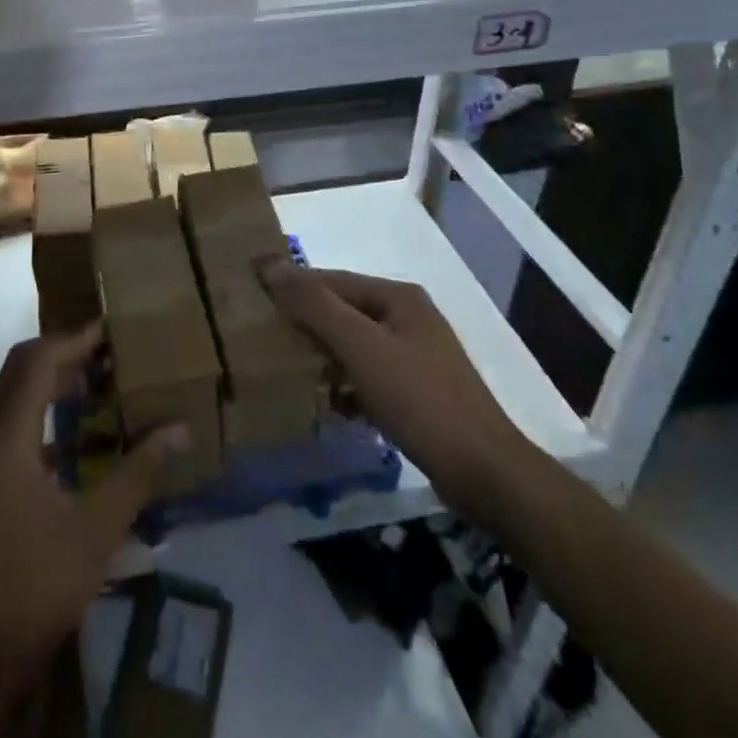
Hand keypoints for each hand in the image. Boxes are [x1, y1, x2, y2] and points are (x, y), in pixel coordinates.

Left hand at [0, 326, 185, 705]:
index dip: (74, 340)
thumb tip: (179, 428)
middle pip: (20, 372)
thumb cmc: (37, 587)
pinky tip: (81, 437)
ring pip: (15, 398)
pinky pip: (14, 426)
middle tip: (110, 352)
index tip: (112, 330)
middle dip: (64, 353)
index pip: (36, 363)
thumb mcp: (97, 530)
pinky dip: (46, 414)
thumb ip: (138, 473)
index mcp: (7, 441)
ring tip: (102, 384)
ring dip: (54, 382)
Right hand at [258, 258, 533, 522]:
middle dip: (305, 324)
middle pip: (343, 311)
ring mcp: (416, 356)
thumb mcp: (360, 347)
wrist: (485, 473)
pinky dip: (346, 386)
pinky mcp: (418, 392)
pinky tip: (327, 406)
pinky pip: (369, 377)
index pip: (331, 280)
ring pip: (354, 346)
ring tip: (287, 373)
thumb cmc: (419, 399)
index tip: (252, 300)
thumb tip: (270, 263)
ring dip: (323, 357)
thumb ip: (314, 305)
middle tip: (262, 340)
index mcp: (397, 297)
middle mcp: (408, 317)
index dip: (292, 286)